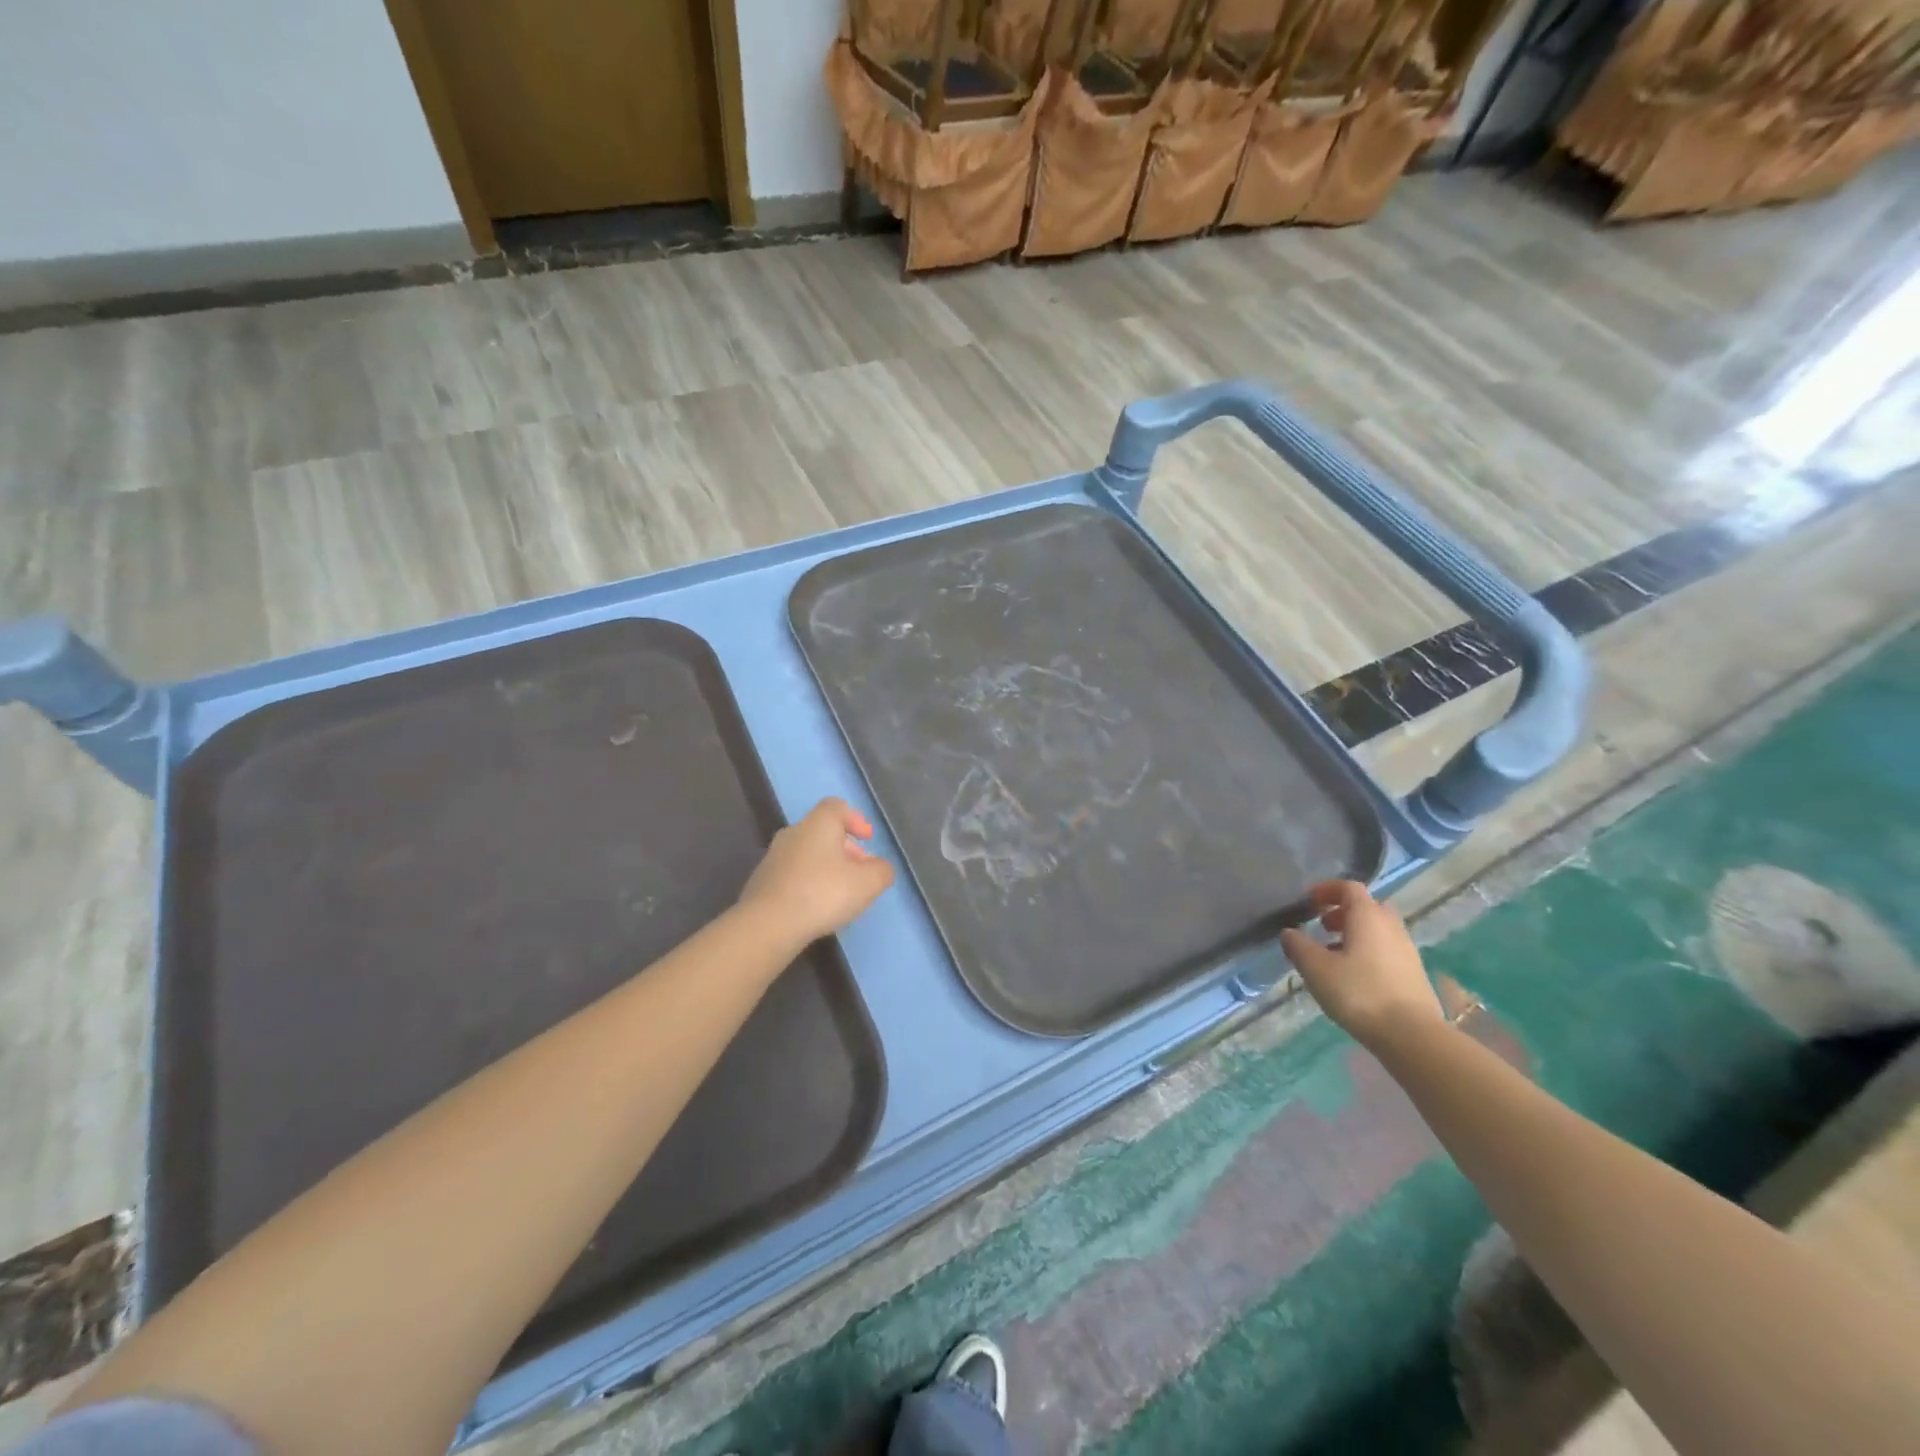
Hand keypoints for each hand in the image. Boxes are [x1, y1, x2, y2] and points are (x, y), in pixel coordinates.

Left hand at [737, 798, 894, 946]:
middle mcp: (793, 832)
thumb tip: (880, 867)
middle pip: (823, 831)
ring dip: (826, 867)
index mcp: (818, 823)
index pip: (837, 806)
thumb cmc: (823, 893)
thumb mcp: (868, 883)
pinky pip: (793, 873)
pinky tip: (815, 907)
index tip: (867, 839)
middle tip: (860, 873)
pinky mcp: (762, 880)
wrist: (768, 924)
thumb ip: (882, 870)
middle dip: (845, 849)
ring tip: (839, 894)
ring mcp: (773, 856)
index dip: (855, 819)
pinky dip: (808, 882)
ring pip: (808, 853)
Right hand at [1280, 880, 1442, 1047]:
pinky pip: (1386, 950)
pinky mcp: (1413, 973)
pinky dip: (1367, 952)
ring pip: (1377, 930)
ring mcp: (1406, 950)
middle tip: (1321, 927)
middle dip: (1342, 912)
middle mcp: (1391, 926)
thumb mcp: (1316, 968)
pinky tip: (1353, 976)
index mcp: (1368, 916)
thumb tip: (1289, 933)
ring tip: (1332, 954)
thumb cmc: (1358, 992)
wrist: (1412, 1035)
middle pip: (1366, 907)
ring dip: (1354, 934)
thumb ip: (1298, 946)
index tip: (1308, 902)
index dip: (1326, 889)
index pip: (1349, 887)